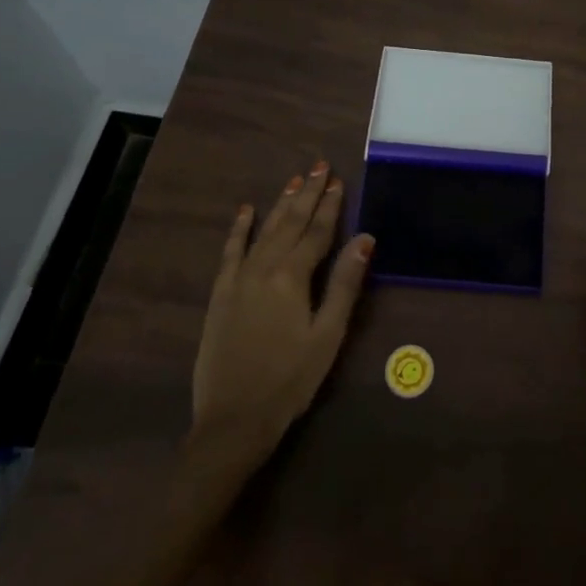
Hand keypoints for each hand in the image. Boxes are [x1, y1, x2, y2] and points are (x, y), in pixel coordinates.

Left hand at [191, 161, 373, 456]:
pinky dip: (239, 229)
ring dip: (281, 204)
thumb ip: (345, 284)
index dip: (330, 206)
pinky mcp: (220, 294)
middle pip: (290, 223)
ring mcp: (238, 279)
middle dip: (308, 194)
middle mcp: (264, 269)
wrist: (233, 419)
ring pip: (264, 231)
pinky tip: (246, 211)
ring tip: (294, 180)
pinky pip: (230, 252)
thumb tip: (365, 239)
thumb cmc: (290, 380)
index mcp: (292, 278)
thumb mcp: (327, 335)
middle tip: (320, 166)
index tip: (339, 180)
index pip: (317, 232)